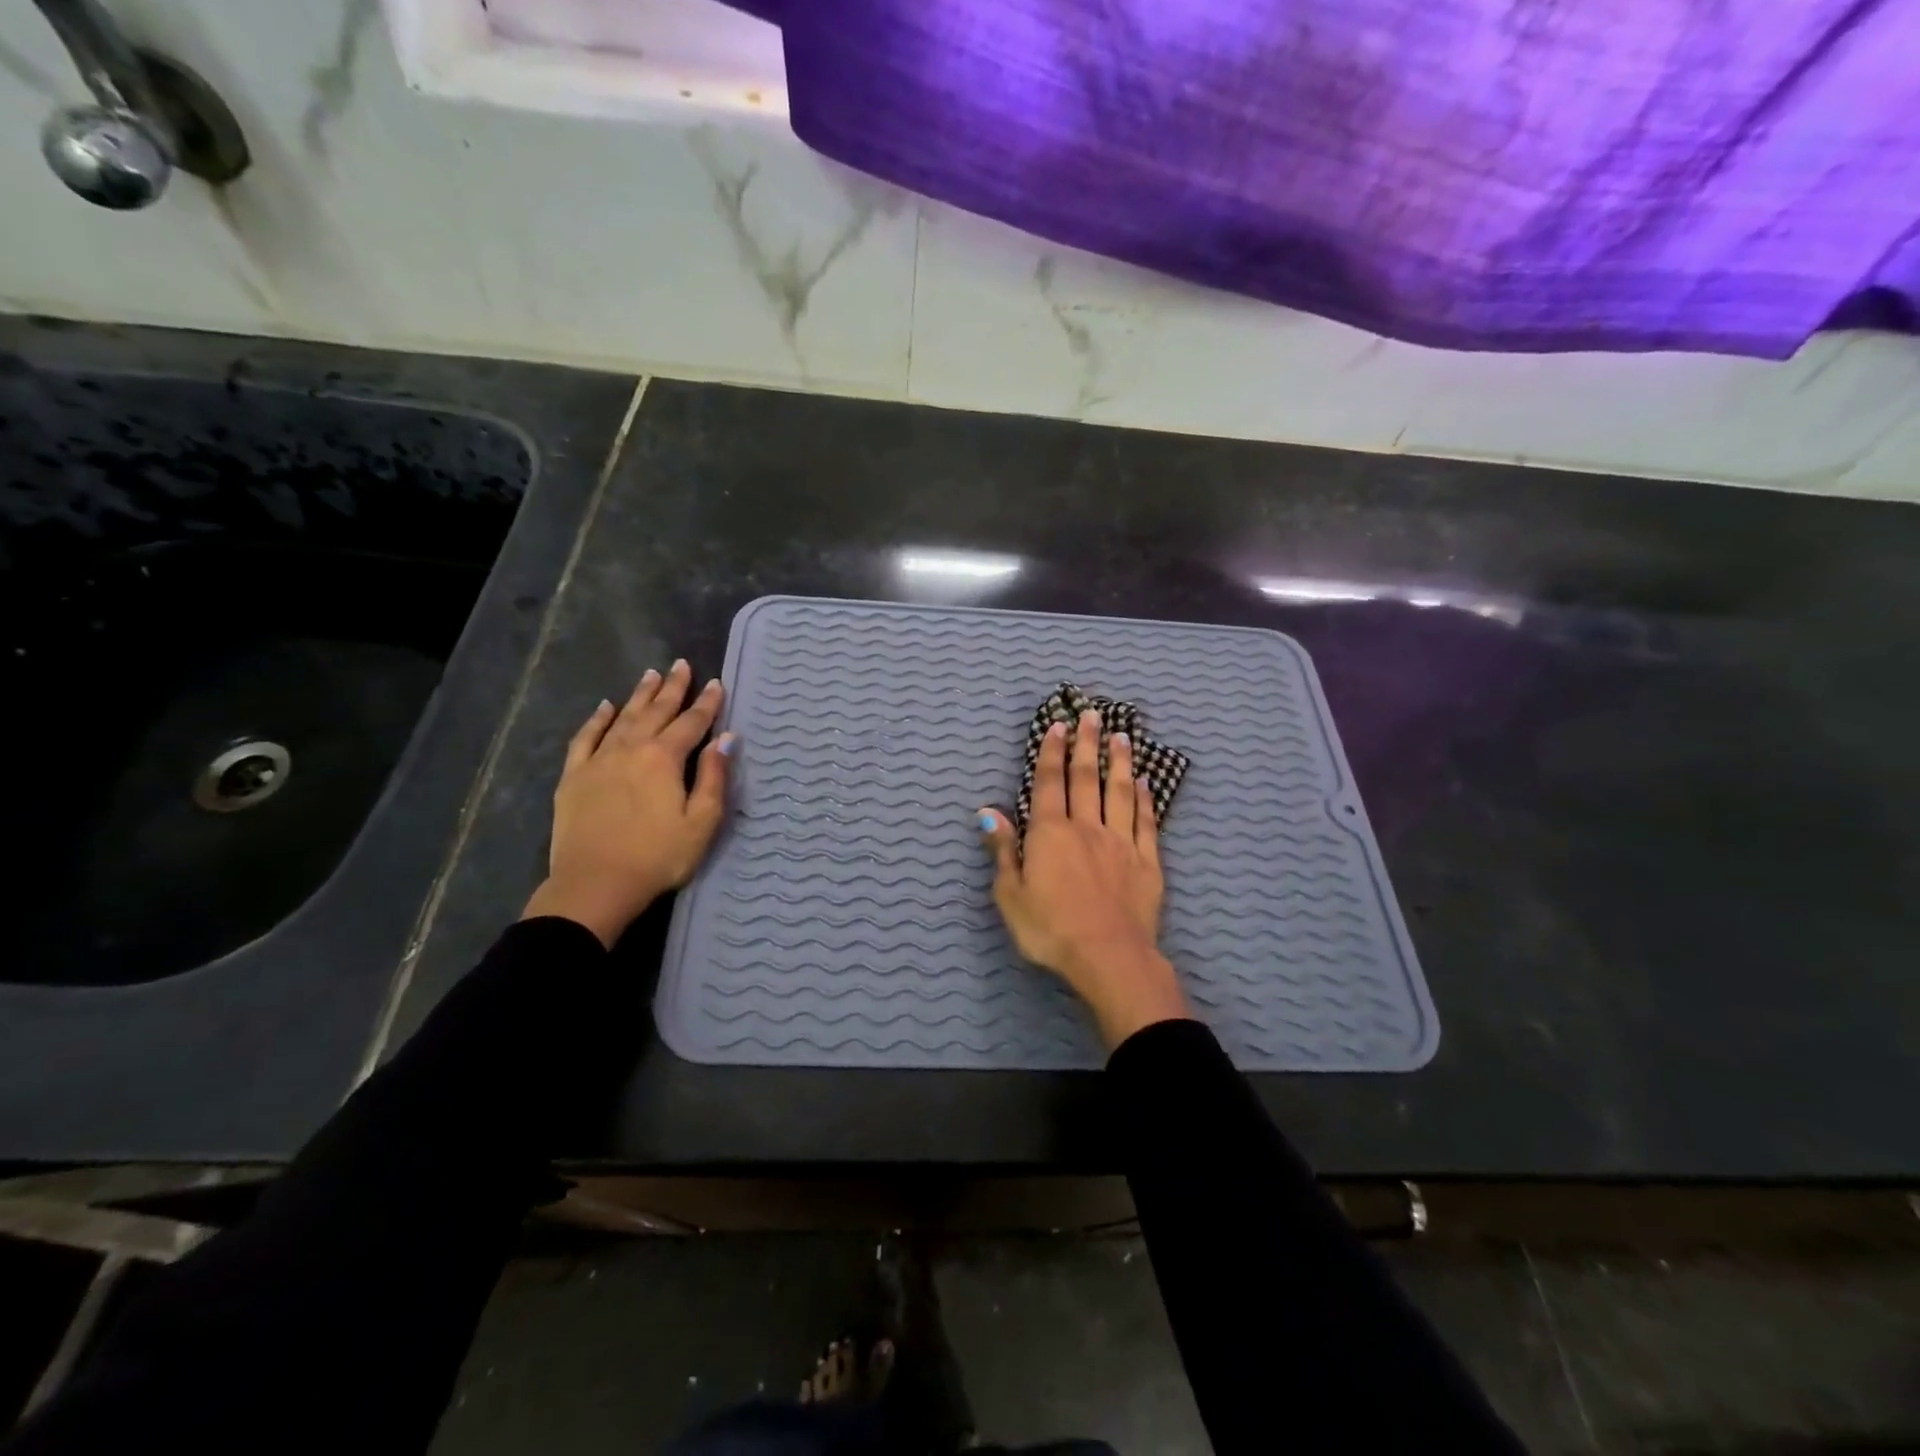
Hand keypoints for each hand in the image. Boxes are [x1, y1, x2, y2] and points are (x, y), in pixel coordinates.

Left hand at [522, 660, 731, 947]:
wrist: (595, 883)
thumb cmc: (658, 856)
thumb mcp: (701, 821)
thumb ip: (713, 776)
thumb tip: (725, 738)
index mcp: (664, 758)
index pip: (691, 723)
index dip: (707, 703)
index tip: (716, 683)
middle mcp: (631, 748)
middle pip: (656, 711)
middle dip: (673, 688)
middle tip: (682, 665)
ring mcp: (599, 760)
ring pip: (623, 717)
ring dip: (640, 695)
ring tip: (651, 675)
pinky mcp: (574, 776)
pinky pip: (585, 737)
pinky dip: (597, 719)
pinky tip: (605, 707)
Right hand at [980, 709, 1191, 1048]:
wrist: (1108, 957)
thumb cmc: (1050, 929)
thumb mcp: (1011, 895)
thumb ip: (1003, 850)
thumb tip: (988, 812)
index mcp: (1050, 834)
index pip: (1050, 783)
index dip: (1052, 753)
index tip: (1059, 726)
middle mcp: (1086, 828)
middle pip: (1086, 778)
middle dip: (1087, 744)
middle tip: (1093, 715)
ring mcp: (1120, 843)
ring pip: (1120, 793)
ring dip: (1119, 762)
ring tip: (1122, 736)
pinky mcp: (1147, 862)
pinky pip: (1146, 822)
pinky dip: (1145, 799)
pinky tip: (1145, 783)